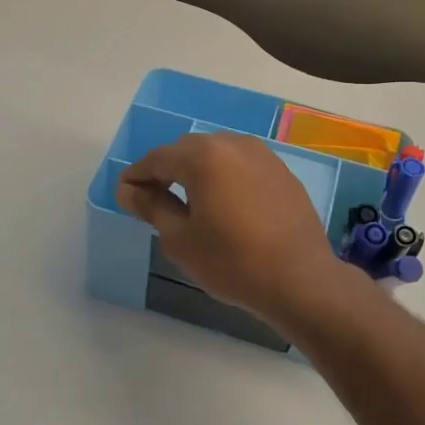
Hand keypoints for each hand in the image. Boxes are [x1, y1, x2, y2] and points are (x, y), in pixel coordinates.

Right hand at [118, 132, 348, 325]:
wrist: (300, 279)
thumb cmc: (232, 261)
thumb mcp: (180, 239)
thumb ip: (151, 206)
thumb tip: (128, 189)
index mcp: (203, 156)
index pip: (157, 158)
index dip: (136, 175)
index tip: (124, 194)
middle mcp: (233, 144)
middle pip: (187, 150)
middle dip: (166, 170)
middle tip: (152, 200)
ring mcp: (262, 156)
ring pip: (217, 154)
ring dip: (196, 171)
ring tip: (188, 202)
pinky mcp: (282, 172)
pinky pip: (241, 166)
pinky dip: (224, 177)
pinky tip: (224, 205)